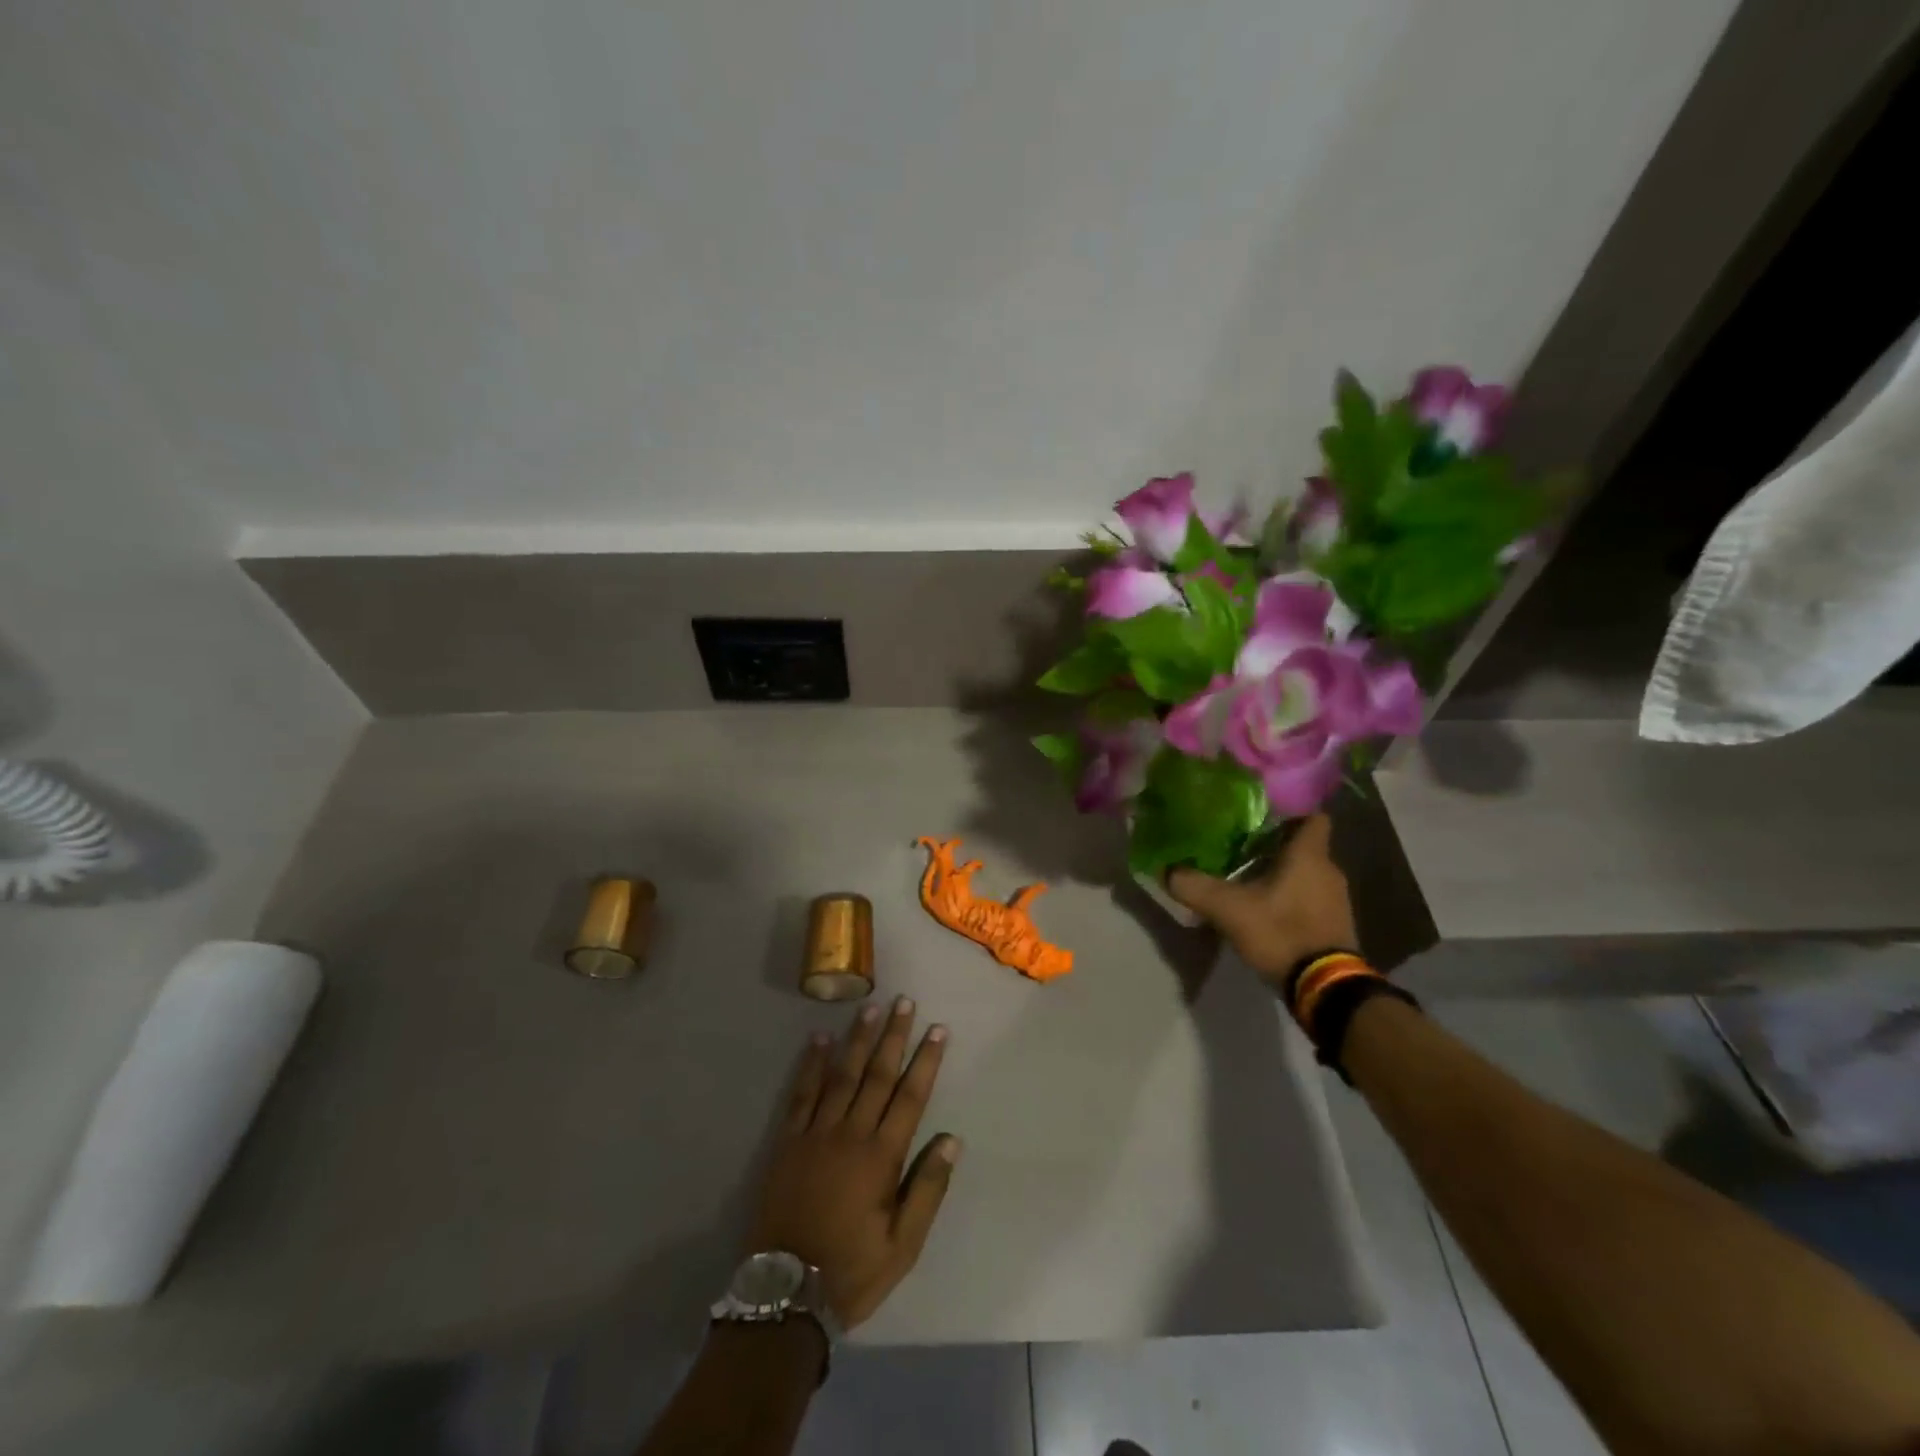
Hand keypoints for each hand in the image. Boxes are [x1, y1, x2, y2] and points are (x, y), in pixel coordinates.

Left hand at [748, 998, 959, 1329]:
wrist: (784, 1293)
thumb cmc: (852, 1270)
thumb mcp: (903, 1245)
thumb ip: (928, 1189)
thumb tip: (952, 1140)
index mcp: (882, 1157)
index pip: (910, 1096)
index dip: (926, 1061)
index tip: (938, 1030)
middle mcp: (851, 1134)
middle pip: (877, 1075)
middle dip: (894, 1036)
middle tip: (904, 1002)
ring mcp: (816, 1134)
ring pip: (842, 1075)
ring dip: (857, 1039)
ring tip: (870, 1007)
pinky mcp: (788, 1142)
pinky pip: (802, 1094)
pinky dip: (811, 1065)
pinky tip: (819, 1039)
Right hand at [1167, 814, 1357, 988]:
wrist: (1326, 988)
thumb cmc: (1281, 932)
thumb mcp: (1228, 909)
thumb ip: (1194, 886)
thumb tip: (1165, 870)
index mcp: (1309, 855)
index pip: (1311, 816)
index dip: (1289, 812)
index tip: (1259, 815)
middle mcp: (1329, 870)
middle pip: (1303, 845)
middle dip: (1273, 844)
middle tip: (1238, 846)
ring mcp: (1336, 899)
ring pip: (1305, 872)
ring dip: (1280, 873)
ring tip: (1245, 877)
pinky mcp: (1335, 924)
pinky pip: (1309, 897)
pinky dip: (1289, 896)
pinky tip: (1262, 908)